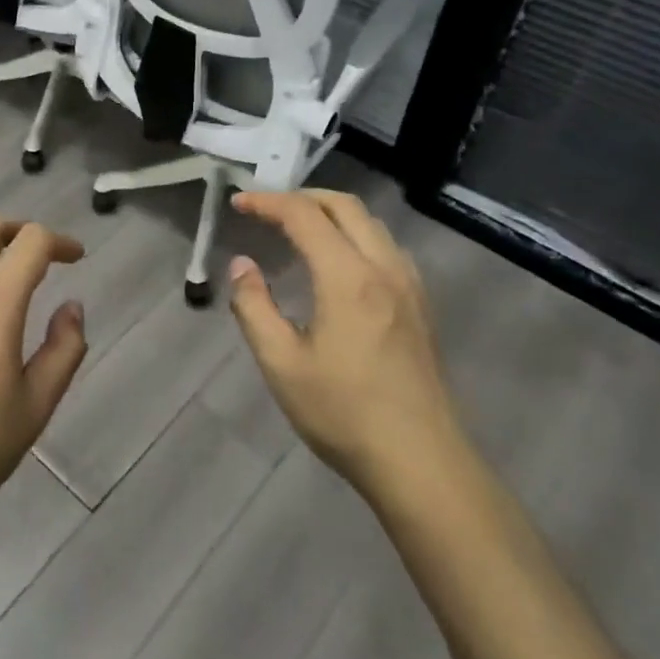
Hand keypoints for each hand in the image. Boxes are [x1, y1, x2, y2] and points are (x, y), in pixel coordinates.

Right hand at [228, 189, 463, 497]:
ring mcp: (409, 285)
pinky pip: (386, 246)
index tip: (238, 203)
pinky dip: (355, 234)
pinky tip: (339, 262)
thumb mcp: (281, 364)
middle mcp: (384, 268)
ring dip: (331, 213)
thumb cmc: (343, 413)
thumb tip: (242, 265)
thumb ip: (254, 307)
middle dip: (302, 197)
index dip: (268, 202)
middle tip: (267, 209)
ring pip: (371, 223)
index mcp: (348, 277)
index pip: (304, 215)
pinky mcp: (421, 305)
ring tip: (298, 229)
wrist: (421, 462)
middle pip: (344, 206)